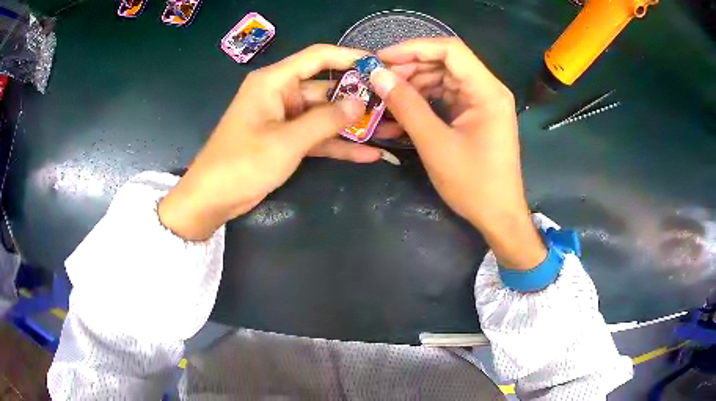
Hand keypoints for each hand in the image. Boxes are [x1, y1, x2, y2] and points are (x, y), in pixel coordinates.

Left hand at [159, 44, 394, 240]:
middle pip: (327, 88)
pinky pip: (317, 137)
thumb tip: (361, 103)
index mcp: (274, 81)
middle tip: (393, 106)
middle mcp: (281, 93)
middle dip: (359, 98)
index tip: (380, 66)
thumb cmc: (241, 164)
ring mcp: (285, 118)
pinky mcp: (287, 140)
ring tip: (390, 130)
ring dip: (353, 125)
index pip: (318, 57)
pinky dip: (338, 145)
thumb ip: (326, 121)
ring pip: (325, 115)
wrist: (212, 198)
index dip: (350, 58)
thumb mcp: (286, 142)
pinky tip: (369, 154)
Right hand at [370, 38, 545, 268]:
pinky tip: (401, 108)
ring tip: (385, 95)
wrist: (498, 215)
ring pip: (443, 78)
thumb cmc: (473, 183)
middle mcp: (487, 89)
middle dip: (410, 67)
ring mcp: (482, 102)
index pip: (450, 50)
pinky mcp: (474, 114)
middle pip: (445, 62)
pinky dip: (423, 99)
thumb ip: (406, 105)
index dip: (413, 48)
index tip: (381, 59)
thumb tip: (378, 75)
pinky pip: (446, 96)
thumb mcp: (435, 144)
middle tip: (378, 80)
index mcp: (487, 91)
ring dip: (414, 83)